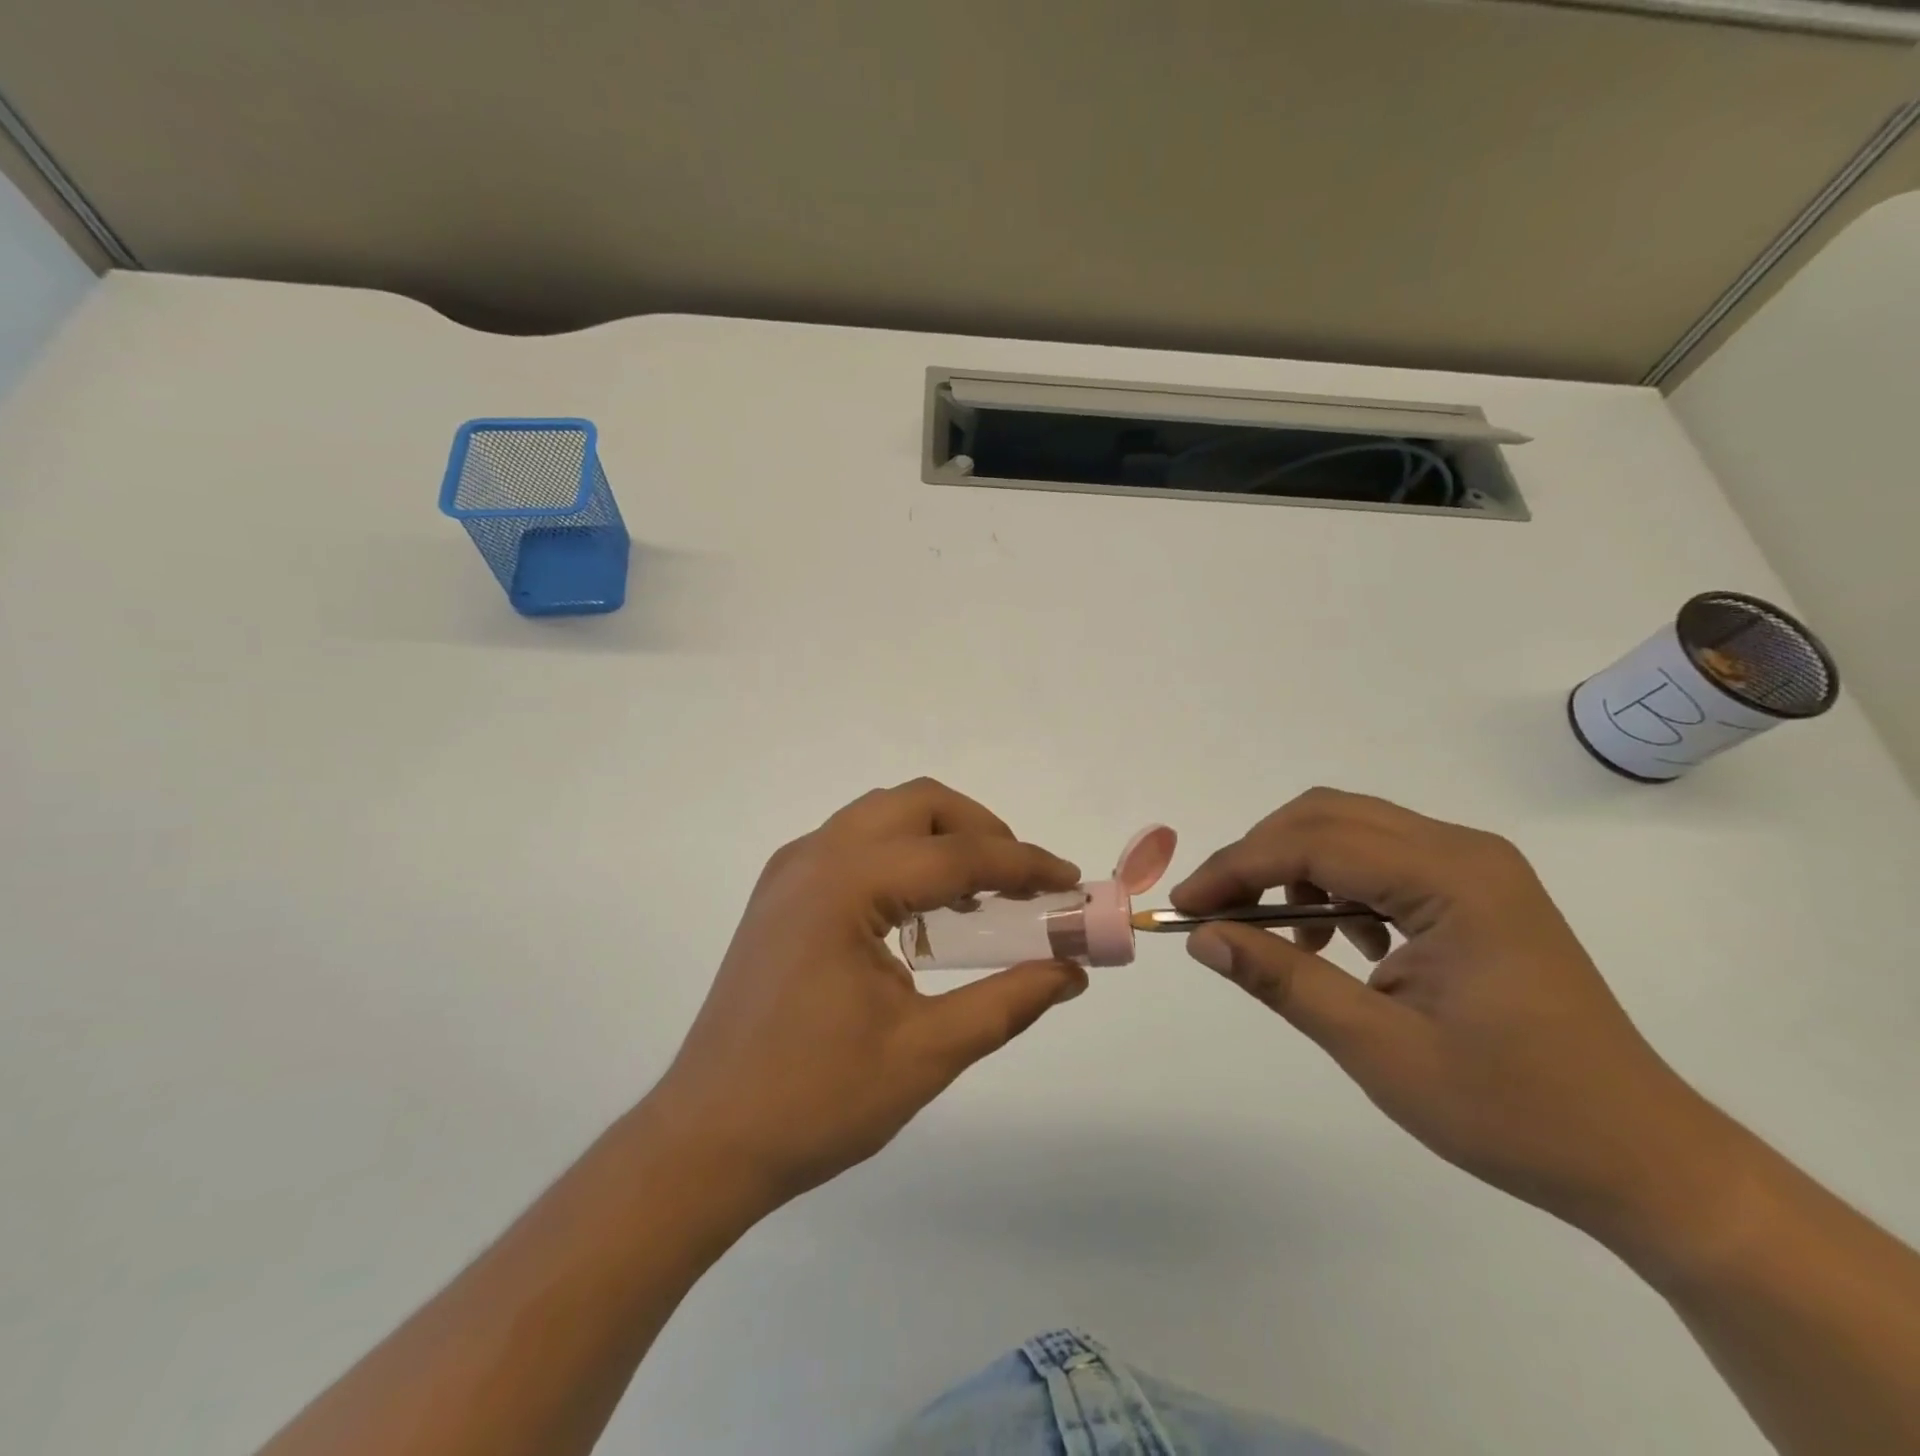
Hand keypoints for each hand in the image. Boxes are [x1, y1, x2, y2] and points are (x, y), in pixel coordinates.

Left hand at [647, 779, 1087, 1209]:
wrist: (704, 1141)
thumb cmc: (815, 1102)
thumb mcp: (926, 1053)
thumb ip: (1008, 1002)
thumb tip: (1072, 971)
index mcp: (845, 886)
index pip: (956, 854)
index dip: (1024, 865)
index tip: (1071, 881)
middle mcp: (814, 857)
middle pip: (917, 804)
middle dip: (980, 830)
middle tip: (1022, 882)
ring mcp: (790, 871)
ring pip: (883, 815)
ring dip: (940, 838)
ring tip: (981, 893)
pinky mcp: (780, 894)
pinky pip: (855, 844)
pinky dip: (903, 854)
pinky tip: (924, 910)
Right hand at [1172, 788, 1740, 1253]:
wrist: (1644, 1159)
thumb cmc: (1515, 1112)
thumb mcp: (1380, 1050)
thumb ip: (1284, 981)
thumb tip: (1202, 938)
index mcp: (1454, 880)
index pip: (1314, 843)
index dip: (1237, 868)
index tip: (1186, 908)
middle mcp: (1465, 852)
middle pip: (1328, 816)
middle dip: (1258, 856)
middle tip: (1216, 911)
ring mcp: (1475, 868)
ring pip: (1350, 830)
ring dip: (1295, 868)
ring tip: (1281, 936)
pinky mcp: (1475, 891)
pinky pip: (1380, 858)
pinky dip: (1333, 884)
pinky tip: (1337, 942)